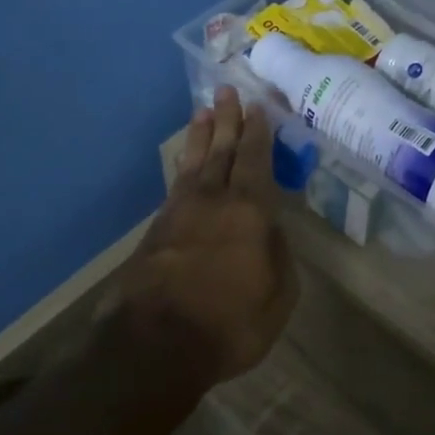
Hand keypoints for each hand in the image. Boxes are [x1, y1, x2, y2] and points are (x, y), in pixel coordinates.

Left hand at [105, 86, 298, 387]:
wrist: (155, 344)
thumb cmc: (230, 322)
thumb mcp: (279, 295)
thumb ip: (279, 255)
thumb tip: (270, 230)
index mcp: (249, 210)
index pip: (255, 159)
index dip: (258, 132)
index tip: (258, 106)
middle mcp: (213, 200)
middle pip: (222, 150)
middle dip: (228, 119)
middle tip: (228, 90)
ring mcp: (180, 212)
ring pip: (195, 162)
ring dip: (202, 135)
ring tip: (204, 111)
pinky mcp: (156, 230)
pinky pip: (176, 183)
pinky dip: (184, 164)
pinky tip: (185, 160)